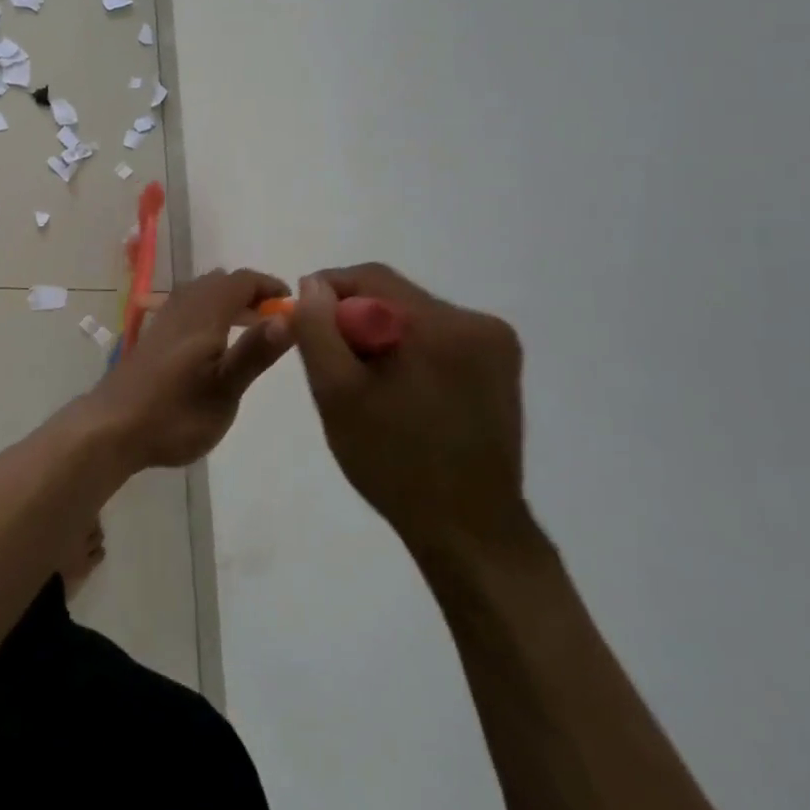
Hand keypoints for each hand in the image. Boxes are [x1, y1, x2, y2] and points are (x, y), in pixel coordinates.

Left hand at [84, 269, 293, 468]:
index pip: (240, 281)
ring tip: (248, 328)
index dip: (268, 285)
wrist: (111, 428)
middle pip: (219, 282)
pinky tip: (212, 343)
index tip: (290, 303)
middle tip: (272, 319)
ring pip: (199, 293)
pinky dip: (208, 311)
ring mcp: (162, 322)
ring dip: (227, 300)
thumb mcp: (225, 390)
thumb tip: (290, 317)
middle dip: (249, 292)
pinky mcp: (152, 338)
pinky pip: (186, 307)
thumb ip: (255, 352)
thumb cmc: (175, 414)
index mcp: (203, 316)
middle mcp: (181, 309)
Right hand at [291, 265, 527, 559]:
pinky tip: (402, 393)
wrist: (470, 531)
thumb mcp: (337, 394)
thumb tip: (312, 284)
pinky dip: (411, 352)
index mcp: (441, 325)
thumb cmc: (395, 462)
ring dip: (384, 337)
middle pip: (395, 297)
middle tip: (335, 366)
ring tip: (369, 386)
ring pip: (415, 317)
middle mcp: (478, 323)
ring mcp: (497, 345)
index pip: (370, 278)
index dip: (329, 292)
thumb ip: (317, 330)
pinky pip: (439, 338)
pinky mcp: (502, 367)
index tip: (307, 325)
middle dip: (357, 321)